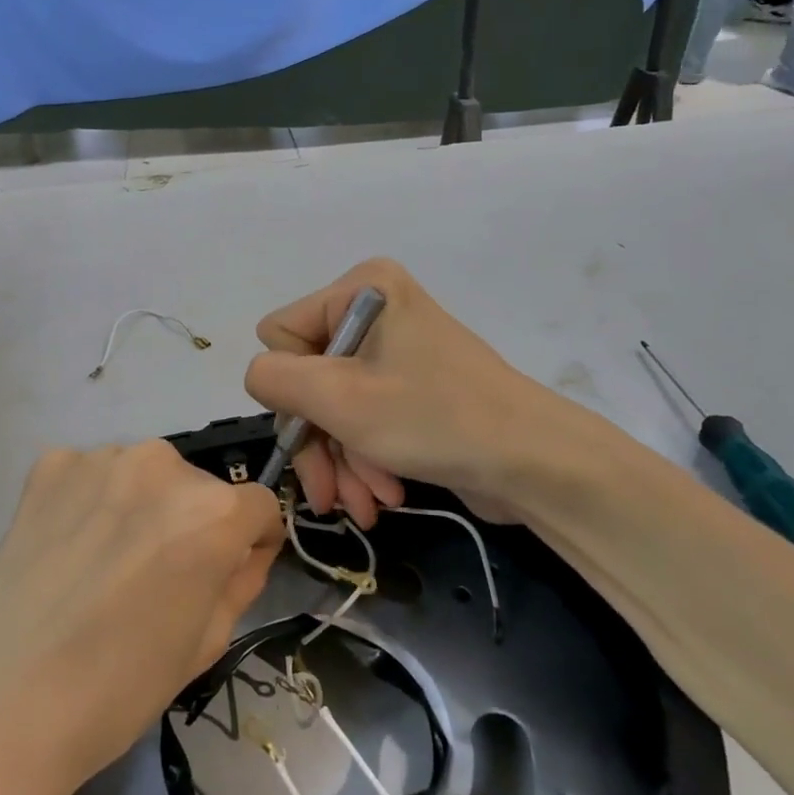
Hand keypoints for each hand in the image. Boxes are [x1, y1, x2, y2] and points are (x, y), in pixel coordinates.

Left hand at [0, 442, 283, 788]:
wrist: (3, 703)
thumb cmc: (120, 687)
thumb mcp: (207, 643)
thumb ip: (240, 581)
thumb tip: (245, 551)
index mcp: (212, 511)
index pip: (257, 506)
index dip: (250, 541)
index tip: (230, 569)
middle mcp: (163, 464)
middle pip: (198, 487)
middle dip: (192, 522)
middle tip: (157, 575)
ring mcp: (100, 459)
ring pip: (144, 476)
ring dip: (140, 507)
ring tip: (106, 562)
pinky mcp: (50, 465)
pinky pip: (91, 474)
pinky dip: (89, 500)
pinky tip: (68, 546)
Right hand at [244, 259, 621, 526]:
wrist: (535, 463)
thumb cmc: (435, 420)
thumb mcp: (341, 400)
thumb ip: (276, 380)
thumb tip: (258, 376)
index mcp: (360, 290)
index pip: (280, 334)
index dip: (291, 388)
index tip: (317, 428)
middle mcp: (374, 310)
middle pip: (306, 378)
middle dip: (319, 440)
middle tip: (330, 495)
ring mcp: (394, 350)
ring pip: (332, 407)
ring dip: (342, 459)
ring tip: (366, 504)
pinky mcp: (410, 387)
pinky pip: (363, 418)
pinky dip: (366, 458)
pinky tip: (384, 493)